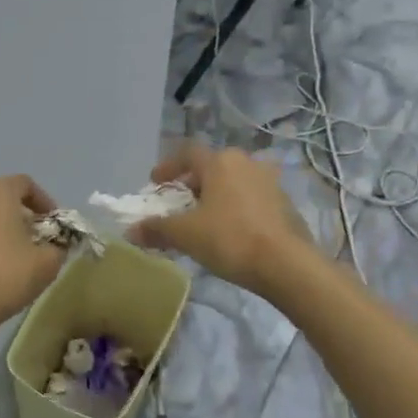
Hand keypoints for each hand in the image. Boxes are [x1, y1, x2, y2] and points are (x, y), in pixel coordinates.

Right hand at [128, 142, 316, 299]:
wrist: (287, 264)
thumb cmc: (230, 238)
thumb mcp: (185, 234)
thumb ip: (156, 229)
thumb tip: (131, 231)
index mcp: (221, 161)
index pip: (187, 153)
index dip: (168, 167)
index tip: (155, 183)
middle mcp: (246, 163)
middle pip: (211, 167)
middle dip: (192, 184)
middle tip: (178, 204)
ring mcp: (270, 182)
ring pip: (233, 183)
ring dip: (215, 197)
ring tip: (204, 219)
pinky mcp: (285, 204)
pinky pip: (251, 199)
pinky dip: (235, 209)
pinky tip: (230, 231)